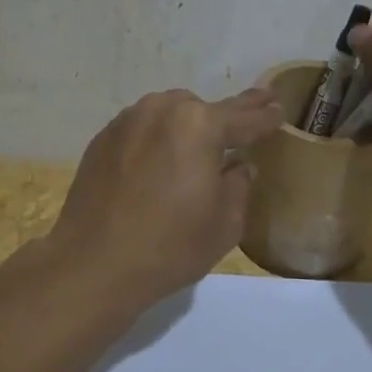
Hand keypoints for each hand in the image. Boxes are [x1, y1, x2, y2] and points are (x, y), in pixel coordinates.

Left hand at [47, 87, 283, 308]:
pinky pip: (141, 128)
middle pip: (202, 108)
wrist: (93, 263)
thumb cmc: (169, 246)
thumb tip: (239, 166)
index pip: (243, 118)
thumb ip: (239, 186)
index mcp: (199, 125)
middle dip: (224, 117)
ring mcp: (127, 121)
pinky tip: (160, 157)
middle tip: (247, 116)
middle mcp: (162, 111)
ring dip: (187, 124)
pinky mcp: (102, 139)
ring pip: (168, 112)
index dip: (264, 116)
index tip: (278, 108)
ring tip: (200, 142)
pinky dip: (156, 137)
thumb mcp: (224, 224)